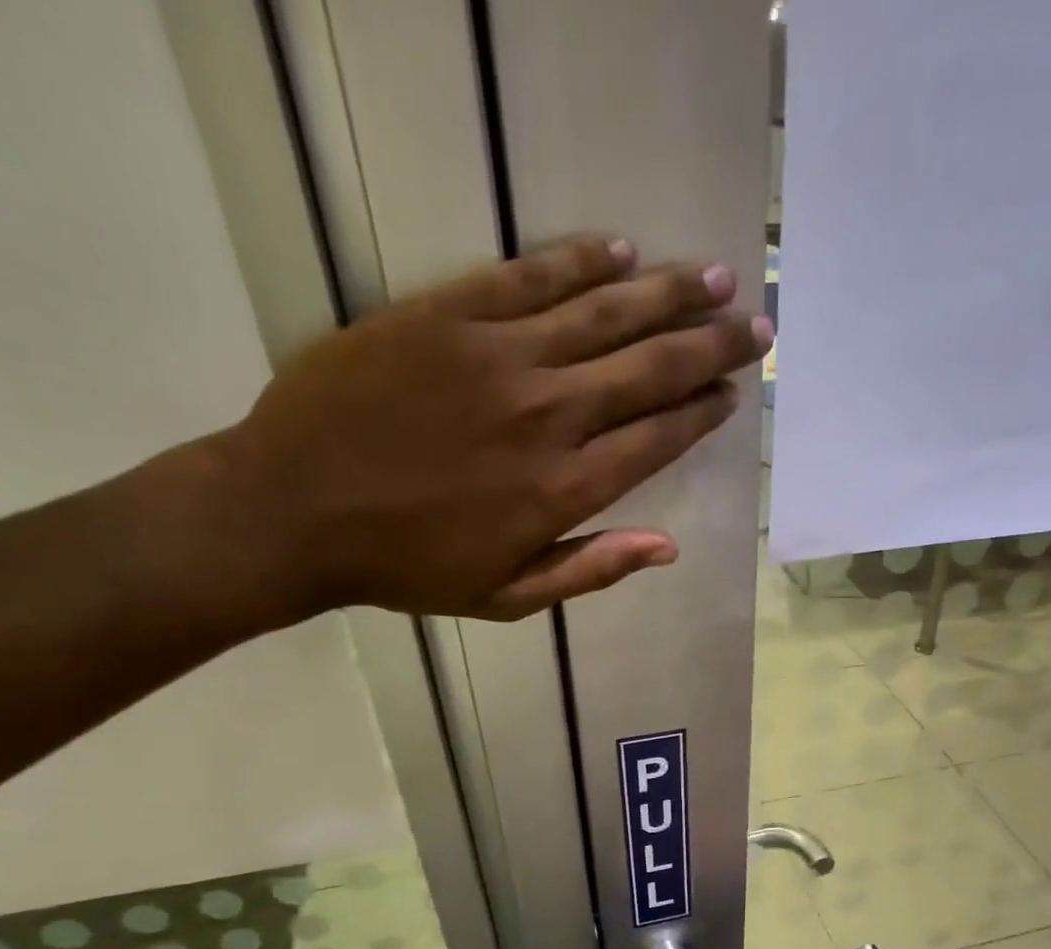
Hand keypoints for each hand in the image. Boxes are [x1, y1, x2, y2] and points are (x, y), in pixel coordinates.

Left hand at [212, 235, 771, 621]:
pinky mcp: (448, 314)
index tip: (733, 391)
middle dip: (711, 346)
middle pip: (649, 369)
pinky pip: (530, 277)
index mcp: (564, 489)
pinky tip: (623, 249)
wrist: (294, 510)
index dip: (701, 412)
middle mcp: (548, 415)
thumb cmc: (408, 567)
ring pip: (604, 313)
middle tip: (755, 325)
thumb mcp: (507, 597)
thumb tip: (668, 548)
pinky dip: (581, 261)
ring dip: (668, 293)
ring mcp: (499, 357)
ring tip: (716, 277)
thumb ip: (591, 570)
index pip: (656, 437)